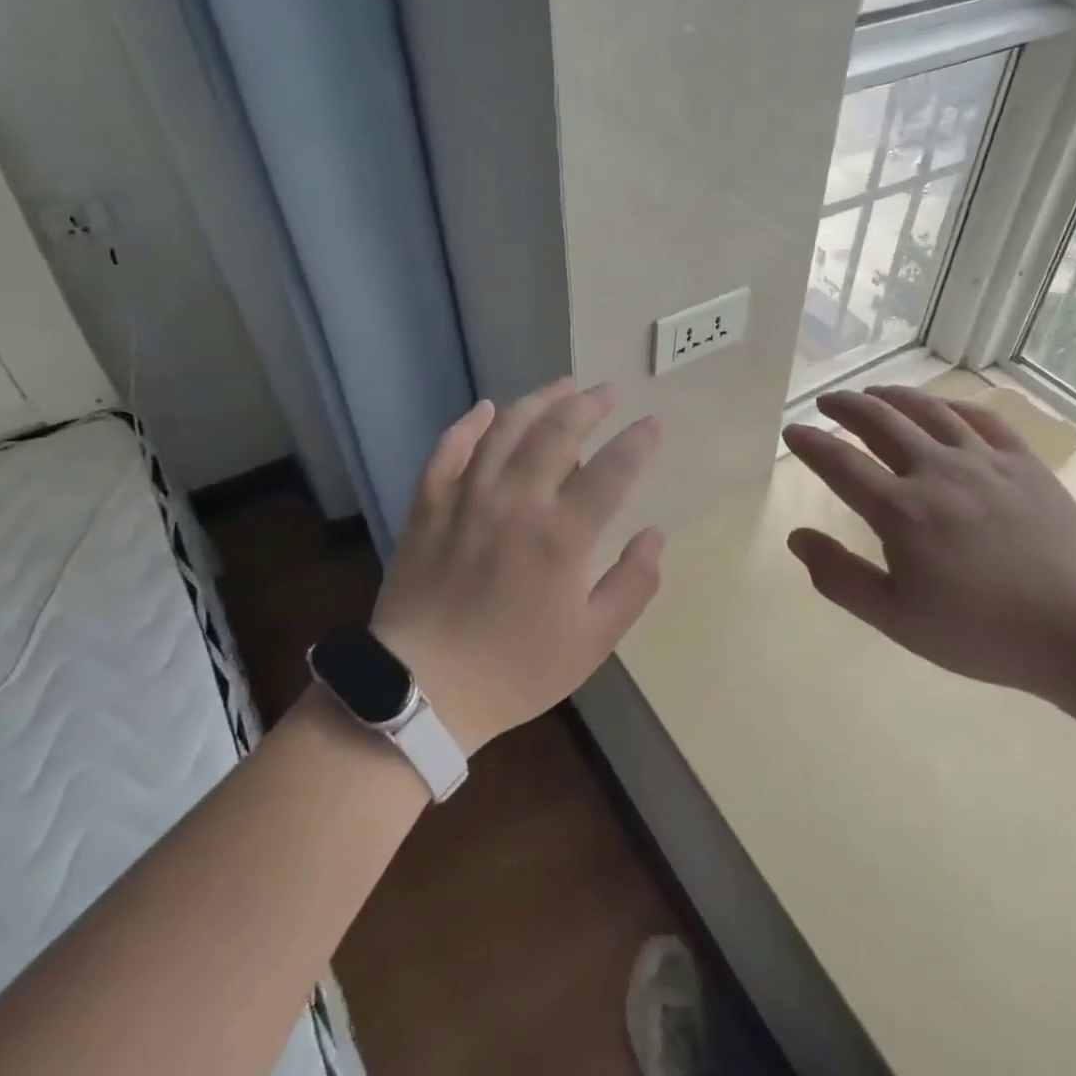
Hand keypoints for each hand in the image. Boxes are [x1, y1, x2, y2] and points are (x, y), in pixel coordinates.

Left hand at [371, 379, 663, 754]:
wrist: (421, 690)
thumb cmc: (515, 670)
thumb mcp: (592, 642)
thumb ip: (633, 585)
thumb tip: (654, 536)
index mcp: (562, 535)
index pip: (612, 470)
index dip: (638, 441)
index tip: (652, 424)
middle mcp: (517, 501)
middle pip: (558, 432)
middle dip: (589, 405)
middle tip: (608, 392)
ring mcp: (467, 498)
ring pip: (506, 430)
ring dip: (538, 401)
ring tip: (562, 386)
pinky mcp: (428, 505)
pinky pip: (448, 450)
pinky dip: (468, 424)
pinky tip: (485, 408)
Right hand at [782, 386, 1075, 699]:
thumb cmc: (982, 633)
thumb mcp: (897, 620)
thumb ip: (840, 578)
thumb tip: (797, 538)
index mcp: (902, 511)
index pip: (840, 463)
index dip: (810, 444)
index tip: (791, 431)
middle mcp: (937, 472)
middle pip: (881, 422)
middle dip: (846, 406)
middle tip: (826, 400)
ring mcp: (985, 461)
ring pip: (929, 411)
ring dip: (894, 396)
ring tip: (874, 392)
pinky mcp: (1024, 463)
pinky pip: (983, 418)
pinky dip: (953, 405)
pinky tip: (943, 406)